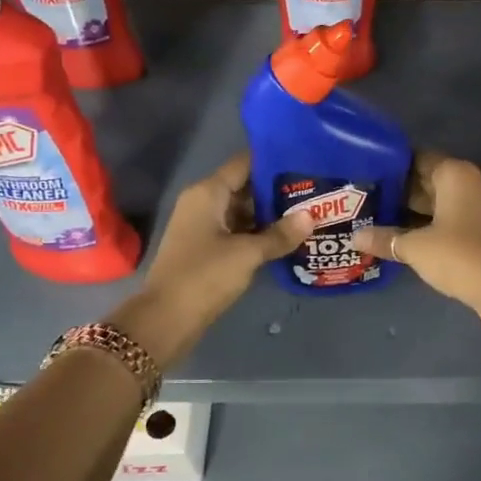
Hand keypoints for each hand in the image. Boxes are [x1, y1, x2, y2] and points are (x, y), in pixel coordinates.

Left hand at [116, 154, 310, 366]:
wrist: (166, 319)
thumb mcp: (248, 254)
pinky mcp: (206, 248)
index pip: (244, 163)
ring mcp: (203, 226)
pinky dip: (258, 233)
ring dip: (270, 214)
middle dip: (277, 190)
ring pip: (243, 211)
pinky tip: (286, 238)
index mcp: (208, 192)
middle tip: (314, 191)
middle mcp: (203, 202)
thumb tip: (311, 216)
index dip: (273, 161)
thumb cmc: (205, 276)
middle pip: (245, 186)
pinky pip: (237, 231)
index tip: (305, 161)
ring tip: (308, 213)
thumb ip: (280, 234)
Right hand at [354, 152, 480, 327]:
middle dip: (402, 190)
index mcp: (454, 174)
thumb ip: (385, 238)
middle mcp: (471, 183)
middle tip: (370, 199)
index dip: (393, 166)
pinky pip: (452, 218)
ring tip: (382, 217)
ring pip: (441, 201)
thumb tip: (354, 237)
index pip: (418, 159)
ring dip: (416, 210)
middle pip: (430, 180)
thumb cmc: (458, 254)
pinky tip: (408, 236)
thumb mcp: (415, 247)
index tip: (369, 174)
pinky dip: (432, 224)